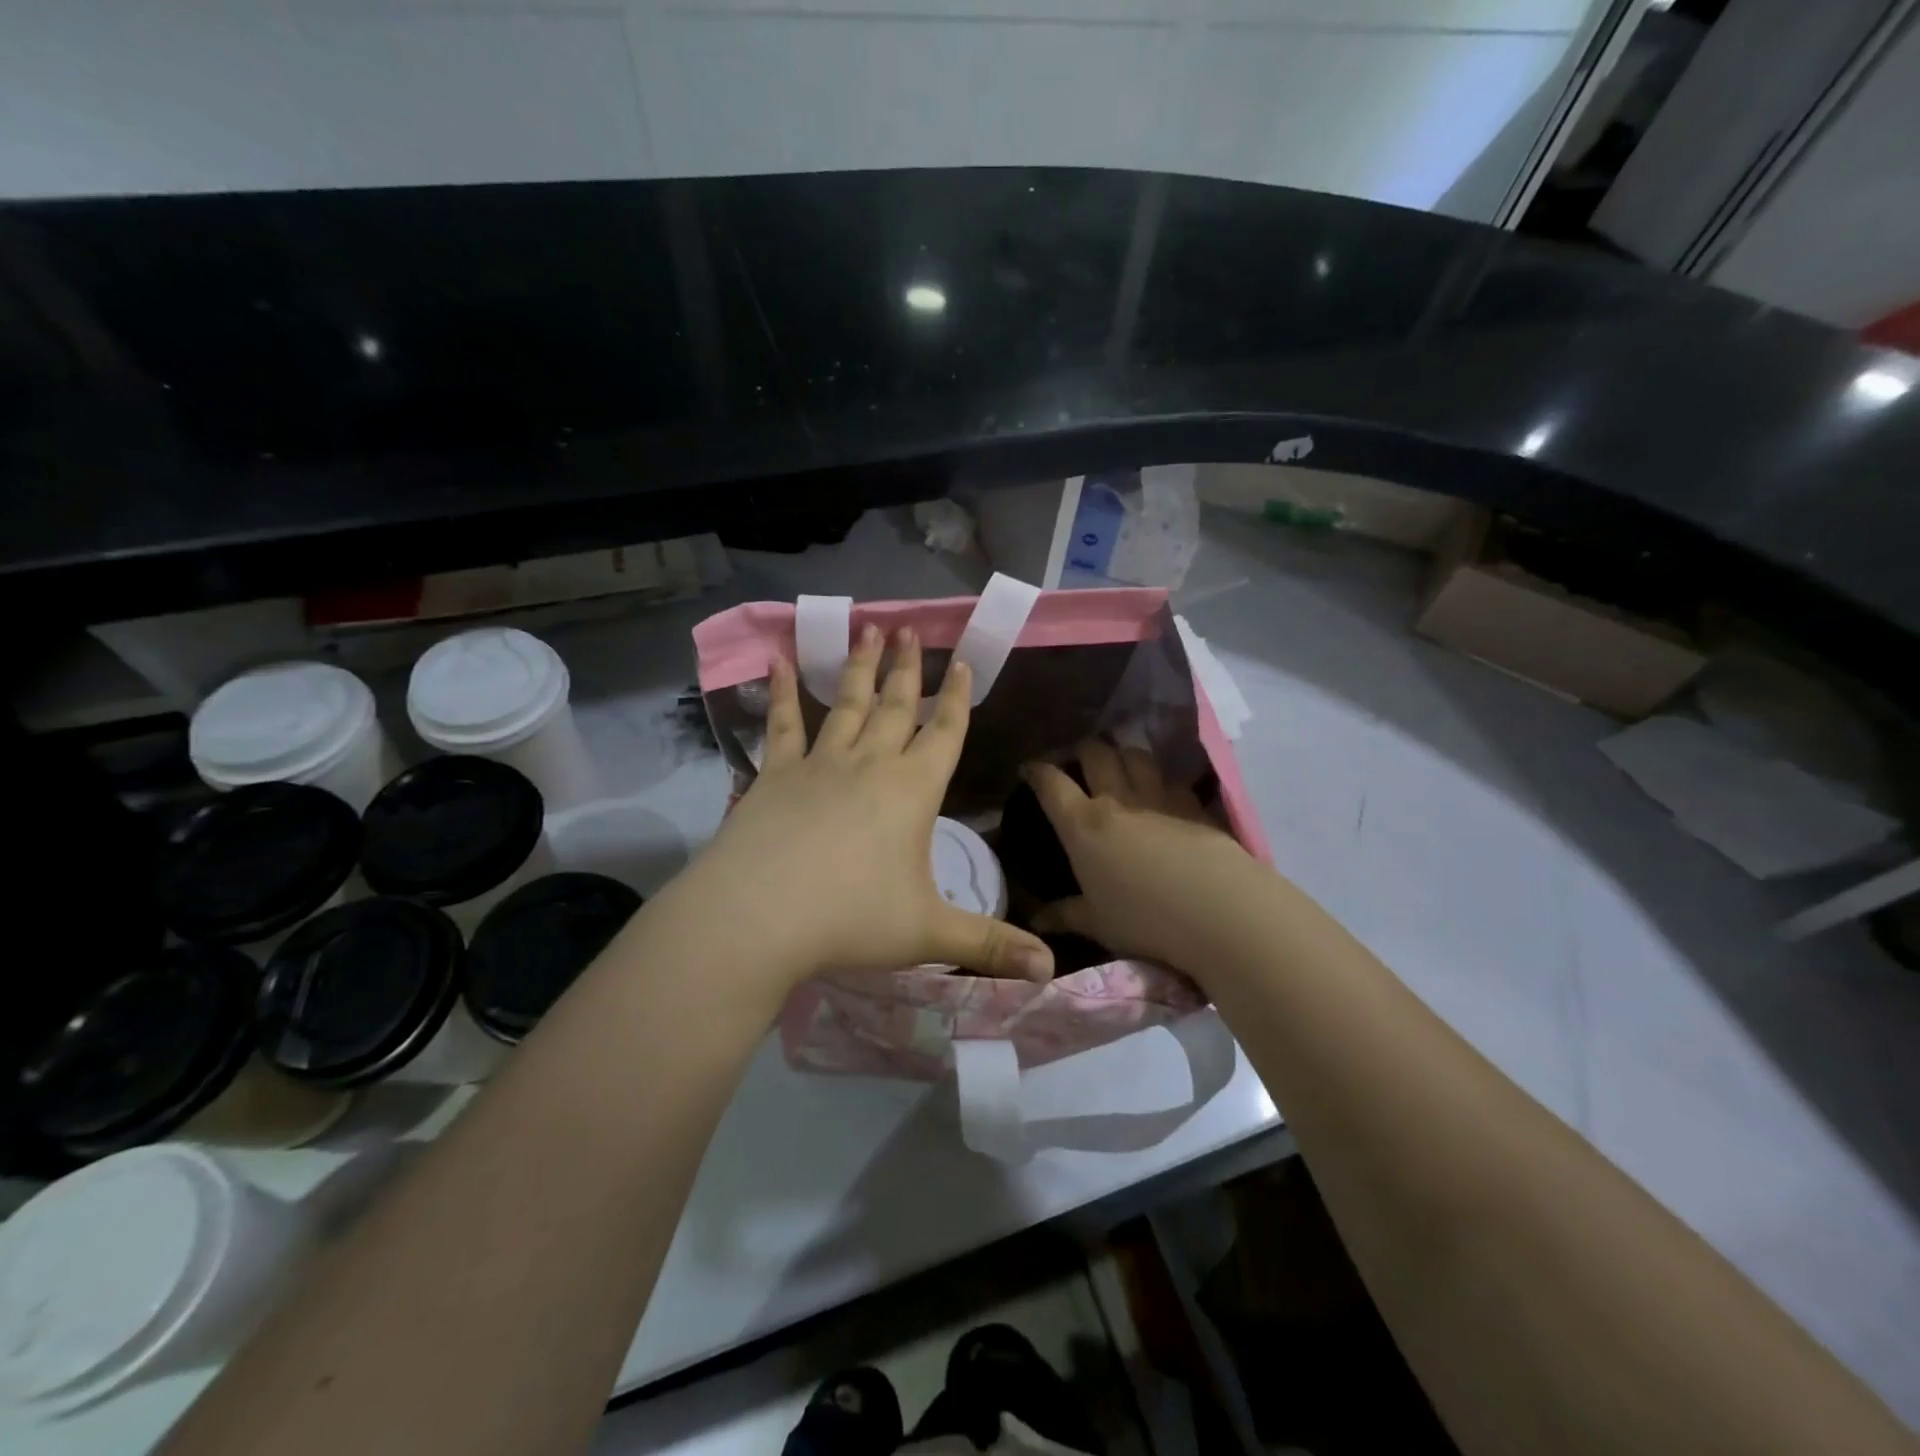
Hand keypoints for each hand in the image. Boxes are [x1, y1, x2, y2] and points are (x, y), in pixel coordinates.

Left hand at [670, 624, 1054, 994]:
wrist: (759, 917)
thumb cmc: (851, 919)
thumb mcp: (929, 934)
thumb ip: (990, 946)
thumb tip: (1051, 970)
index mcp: (912, 791)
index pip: (944, 733)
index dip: (956, 697)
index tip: (961, 660)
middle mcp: (869, 764)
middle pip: (894, 706)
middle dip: (906, 667)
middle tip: (908, 626)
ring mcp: (819, 764)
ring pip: (844, 704)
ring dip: (857, 667)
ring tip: (866, 628)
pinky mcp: (775, 775)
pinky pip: (781, 725)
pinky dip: (780, 693)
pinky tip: (777, 662)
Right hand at [1024, 742, 1255, 978]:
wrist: (1219, 910)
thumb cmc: (1145, 920)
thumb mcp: (1097, 923)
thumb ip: (1065, 915)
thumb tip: (1036, 920)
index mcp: (1083, 825)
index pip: (1051, 783)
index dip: (1036, 770)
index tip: (1029, 769)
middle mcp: (1117, 799)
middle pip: (1095, 752)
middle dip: (1082, 750)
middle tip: (1078, 762)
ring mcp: (1159, 797)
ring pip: (1136, 754)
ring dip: (1123, 754)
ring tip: (1121, 766)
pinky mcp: (1193, 804)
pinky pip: (1171, 778)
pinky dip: (1161, 779)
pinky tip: (1163, 793)